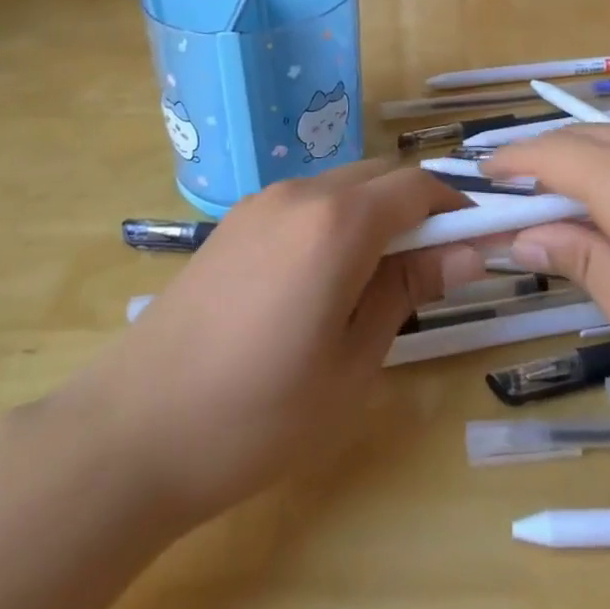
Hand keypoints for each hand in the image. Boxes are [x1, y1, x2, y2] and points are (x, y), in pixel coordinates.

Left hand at [58, 162, 480, 530]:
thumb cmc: (259, 413)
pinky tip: (322, 279)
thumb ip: (410, 288)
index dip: (456, 207)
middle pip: (380, 177)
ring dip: (374, 214)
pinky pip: (304, 204)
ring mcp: (260, 204)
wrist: (132, 432)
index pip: (418, 187)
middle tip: (432, 268)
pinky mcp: (233, 223)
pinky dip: (334, 221)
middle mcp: (301, 193)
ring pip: (341, 186)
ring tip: (376, 280)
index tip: (477, 242)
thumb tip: (468, 250)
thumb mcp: (354, 360)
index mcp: (338, 222)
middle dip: (417, 208)